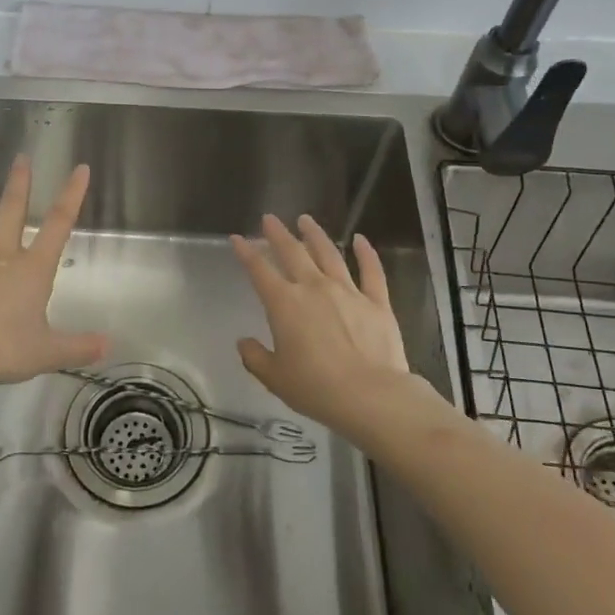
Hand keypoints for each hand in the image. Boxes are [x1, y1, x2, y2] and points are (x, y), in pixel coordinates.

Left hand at [0, 157, 107, 399]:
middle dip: (19, 183)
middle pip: (11, 211)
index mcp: (32, 271)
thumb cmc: (1, 351)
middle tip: (21, 158)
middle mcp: (0, 256)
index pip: (58, 225)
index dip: (71, 195)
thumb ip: (79, 347)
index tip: (79, 169)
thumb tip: (110, 346)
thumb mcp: (47, 353)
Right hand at [231, 214, 444, 444]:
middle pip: (293, 253)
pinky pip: (371, 271)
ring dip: (315, 235)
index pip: (259, 271)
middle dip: (278, 234)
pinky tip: (360, 239)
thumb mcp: (274, 377)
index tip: (237, 238)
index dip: (246, 253)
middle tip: (270, 218)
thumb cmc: (316, 388)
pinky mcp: (377, 302)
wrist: (370, 396)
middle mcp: (314, 288)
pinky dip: (366, 253)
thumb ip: (255, 357)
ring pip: (329, 254)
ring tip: (306, 220)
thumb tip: (244, 342)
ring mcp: (348, 292)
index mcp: (284, 304)